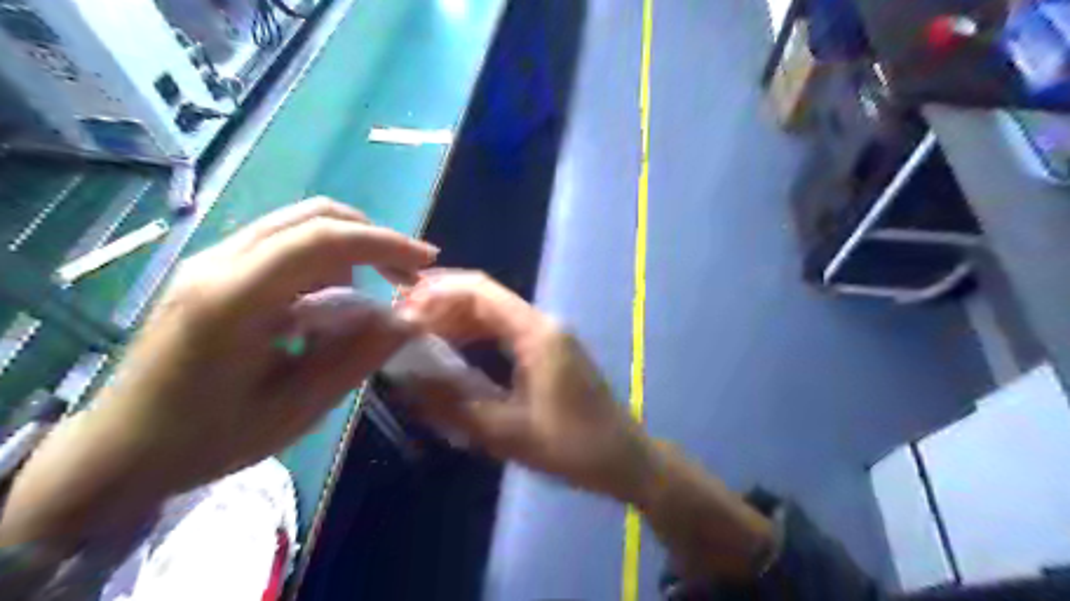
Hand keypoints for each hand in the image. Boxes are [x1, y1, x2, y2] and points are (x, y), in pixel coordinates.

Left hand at [0, 197, 436, 543]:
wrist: (119, 451)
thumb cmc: (208, 439)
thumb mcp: (296, 409)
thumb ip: (356, 357)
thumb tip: (408, 319)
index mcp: (234, 300)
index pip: (322, 240)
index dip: (383, 242)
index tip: (426, 261)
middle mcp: (218, 264)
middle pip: (313, 216)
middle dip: (372, 237)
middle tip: (407, 272)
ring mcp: (210, 261)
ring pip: (298, 224)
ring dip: (348, 248)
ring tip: (368, 295)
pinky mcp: (213, 270)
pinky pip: (282, 244)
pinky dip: (323, 259)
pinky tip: (328, 300)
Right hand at [397, 270, 657, 501]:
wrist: (624, 458)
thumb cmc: (572, 446)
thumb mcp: (507, 432)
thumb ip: (453, 406)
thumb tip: (406, 383)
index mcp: (536, 332)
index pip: (479, 290)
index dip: (436, 294)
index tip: (401, 313)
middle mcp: (542, 323)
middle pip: (485, 297)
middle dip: (441, 305)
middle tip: (403, 327)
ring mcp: (548, 336)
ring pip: (494, 313)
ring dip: (457, 321)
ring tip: (420, 340)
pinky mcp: (550, 351)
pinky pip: (505, 331)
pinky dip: (476, 336)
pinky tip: (454, 354)